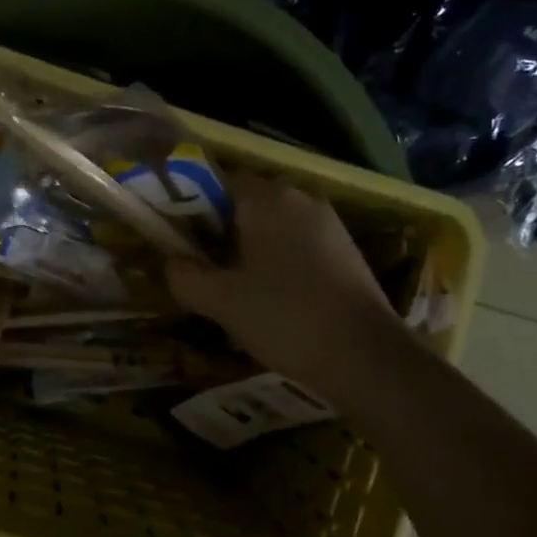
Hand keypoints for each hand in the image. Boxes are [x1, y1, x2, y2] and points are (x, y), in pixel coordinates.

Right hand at [165, 170, 397, 396]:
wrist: (365, 355)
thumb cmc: (284, 317)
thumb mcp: (221, 301)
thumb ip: (185, 276)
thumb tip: (172, 262)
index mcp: (266, 198)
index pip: (218, 181)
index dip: (193, 206)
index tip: (180, 239)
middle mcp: (299, 198)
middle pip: (247, 202)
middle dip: (222, 230)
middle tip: (204, 268)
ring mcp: (328, 223)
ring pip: (275, 224)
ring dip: (252, 247)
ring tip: (237, 288)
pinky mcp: (346, 249)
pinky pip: (299, 243)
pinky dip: (280, 260)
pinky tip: (275, 297)